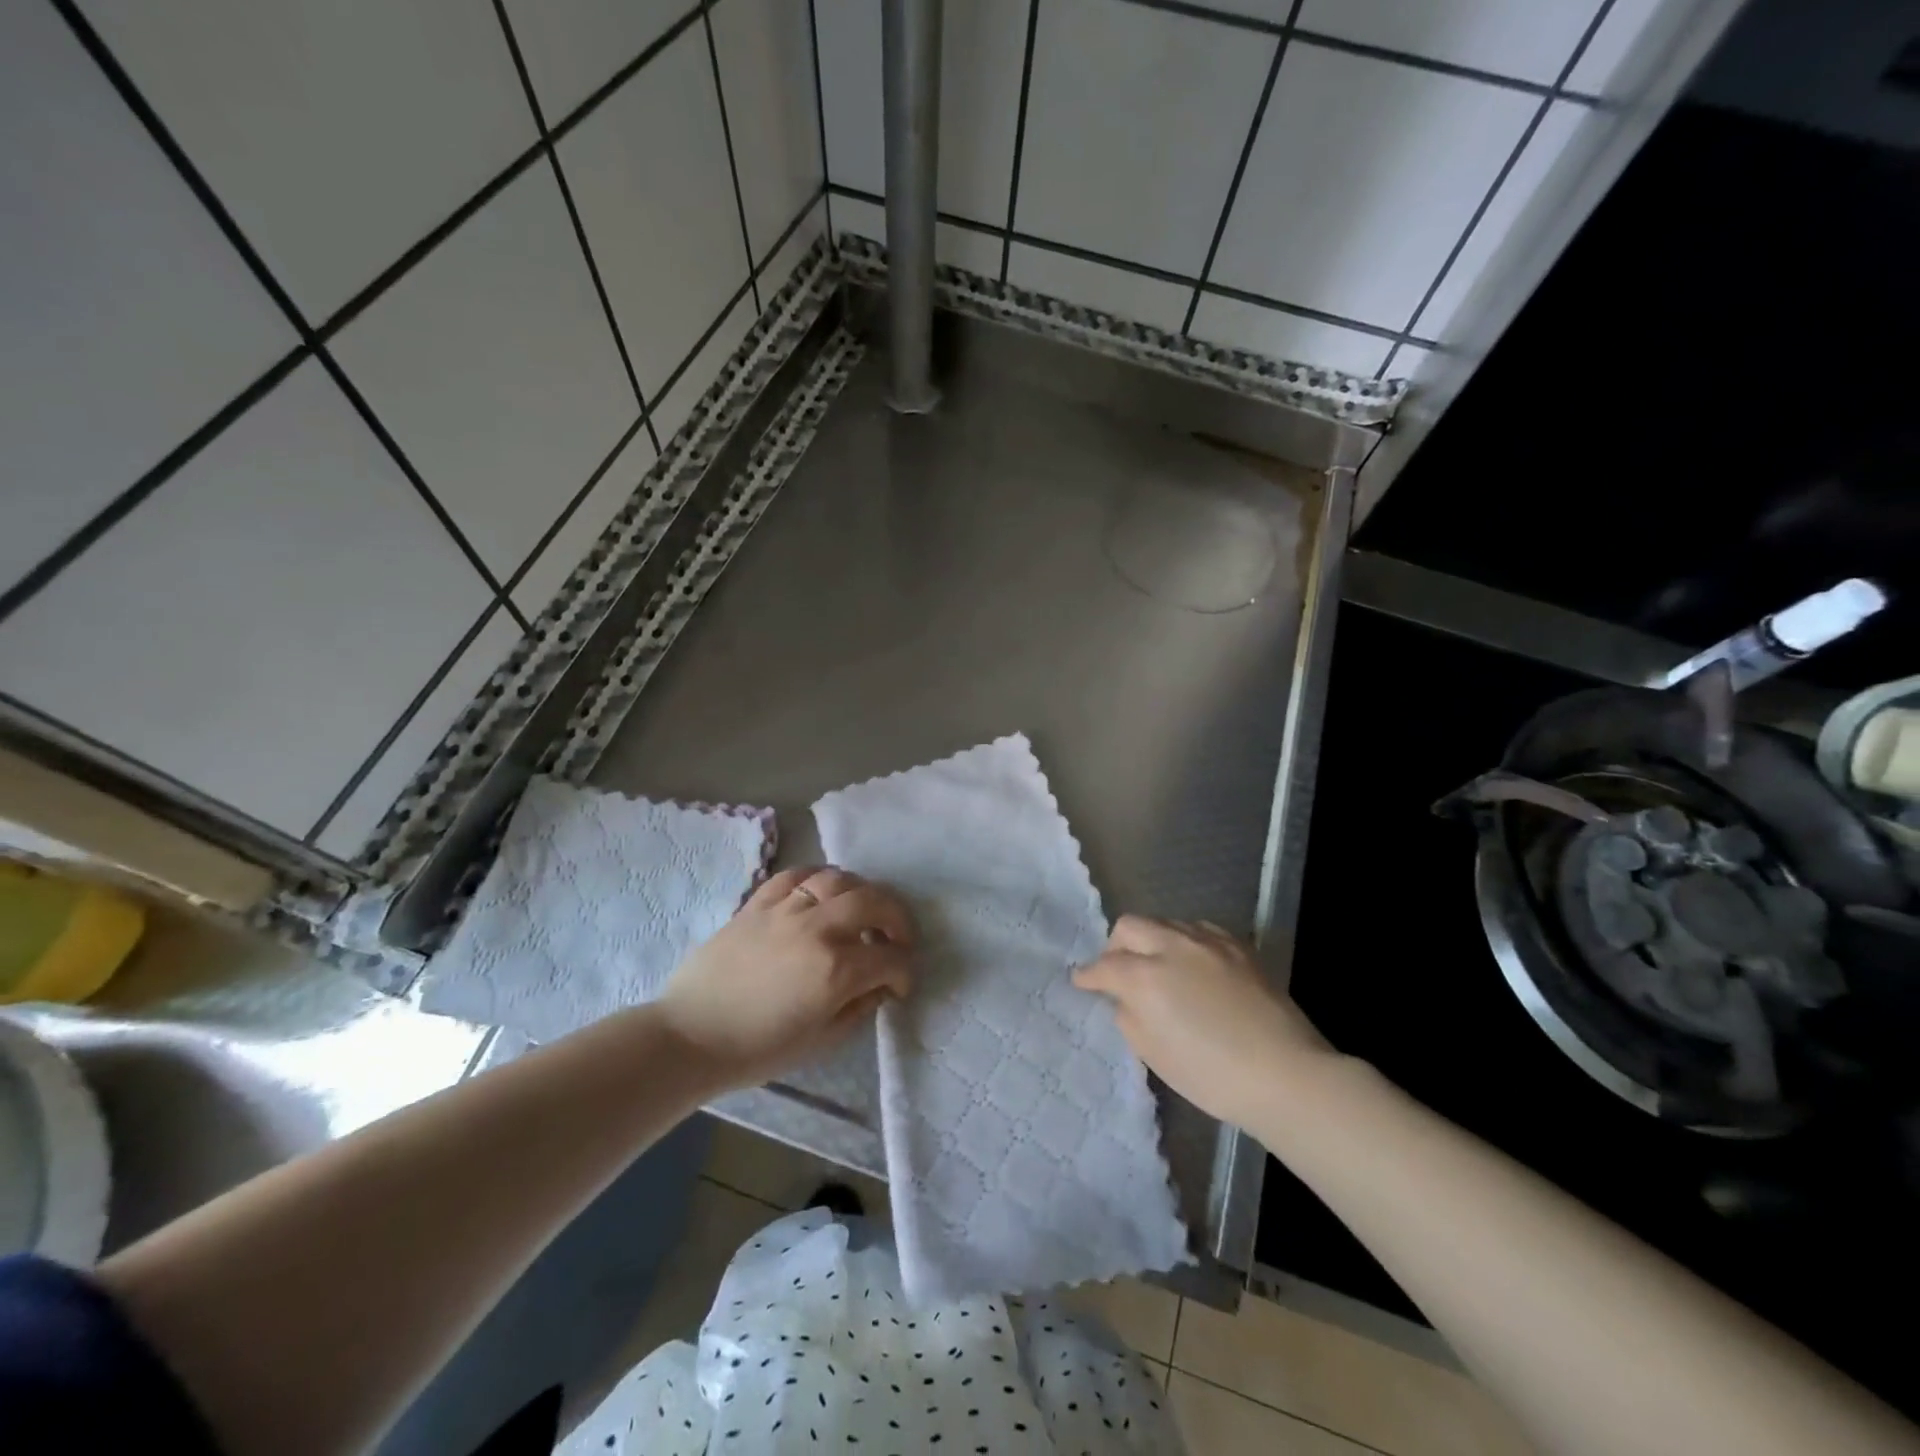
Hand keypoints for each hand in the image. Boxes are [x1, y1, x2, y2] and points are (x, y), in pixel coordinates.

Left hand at [658, 867, 915, 1092]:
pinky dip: (818, 878)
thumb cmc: (757, 1049)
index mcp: (837, 969)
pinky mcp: (758, 902)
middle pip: (874, 901)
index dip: (905, 972)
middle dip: (897, 918)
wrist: (690, 1036)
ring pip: (839, 879)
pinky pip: (796, 874)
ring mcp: (786, 909)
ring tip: (862, 911)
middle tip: (897, 937)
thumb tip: (880, 986)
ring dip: (861, 893)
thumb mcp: (821, 1040)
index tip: (900, 985)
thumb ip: (859, 1007)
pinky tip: (823, 891)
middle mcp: (818, 928)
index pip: (891, 958)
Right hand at [1073, 915, 1338, 1128]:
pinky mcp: (1238, 945)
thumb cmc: (1212, 1075)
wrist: (1285, 1074)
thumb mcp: (1154, 1054)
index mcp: (1145, 976)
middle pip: (1130, 926)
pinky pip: (1199, 930)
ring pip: (1165, 923)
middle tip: (1120, 972)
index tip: (1081, 981)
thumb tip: (1126, 998)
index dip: (1088, 975)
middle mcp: (1172, 946)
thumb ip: (1129, 1017)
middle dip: (1116, 946)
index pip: (1104, 966)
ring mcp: (1208, 941)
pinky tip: (1194, 965)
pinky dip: (1185, 942)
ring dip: (1152, 941)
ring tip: (1160, 967)